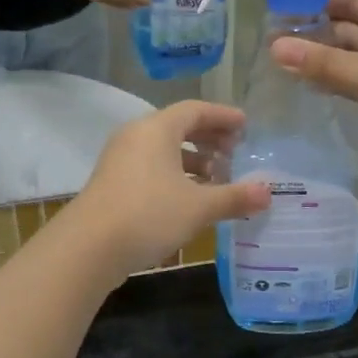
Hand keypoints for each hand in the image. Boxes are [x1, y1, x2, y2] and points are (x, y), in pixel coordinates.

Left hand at [71, 102, 271, 277]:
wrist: (88, 247)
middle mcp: (136, 136)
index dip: (223, 116)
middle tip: (236, 151)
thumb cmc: (148, 215)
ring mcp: (120, 159)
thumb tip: (269, 192)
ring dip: (193, 159)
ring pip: (163, 149)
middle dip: (209, 138)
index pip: (196, 110)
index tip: (246, 126)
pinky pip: (151, 166)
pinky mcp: (113, 182)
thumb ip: (234, 197)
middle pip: (178, 127)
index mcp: (157, 129)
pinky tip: (190, 198)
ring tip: (218, 177)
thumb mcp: (198, 207)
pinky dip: (174, 173)